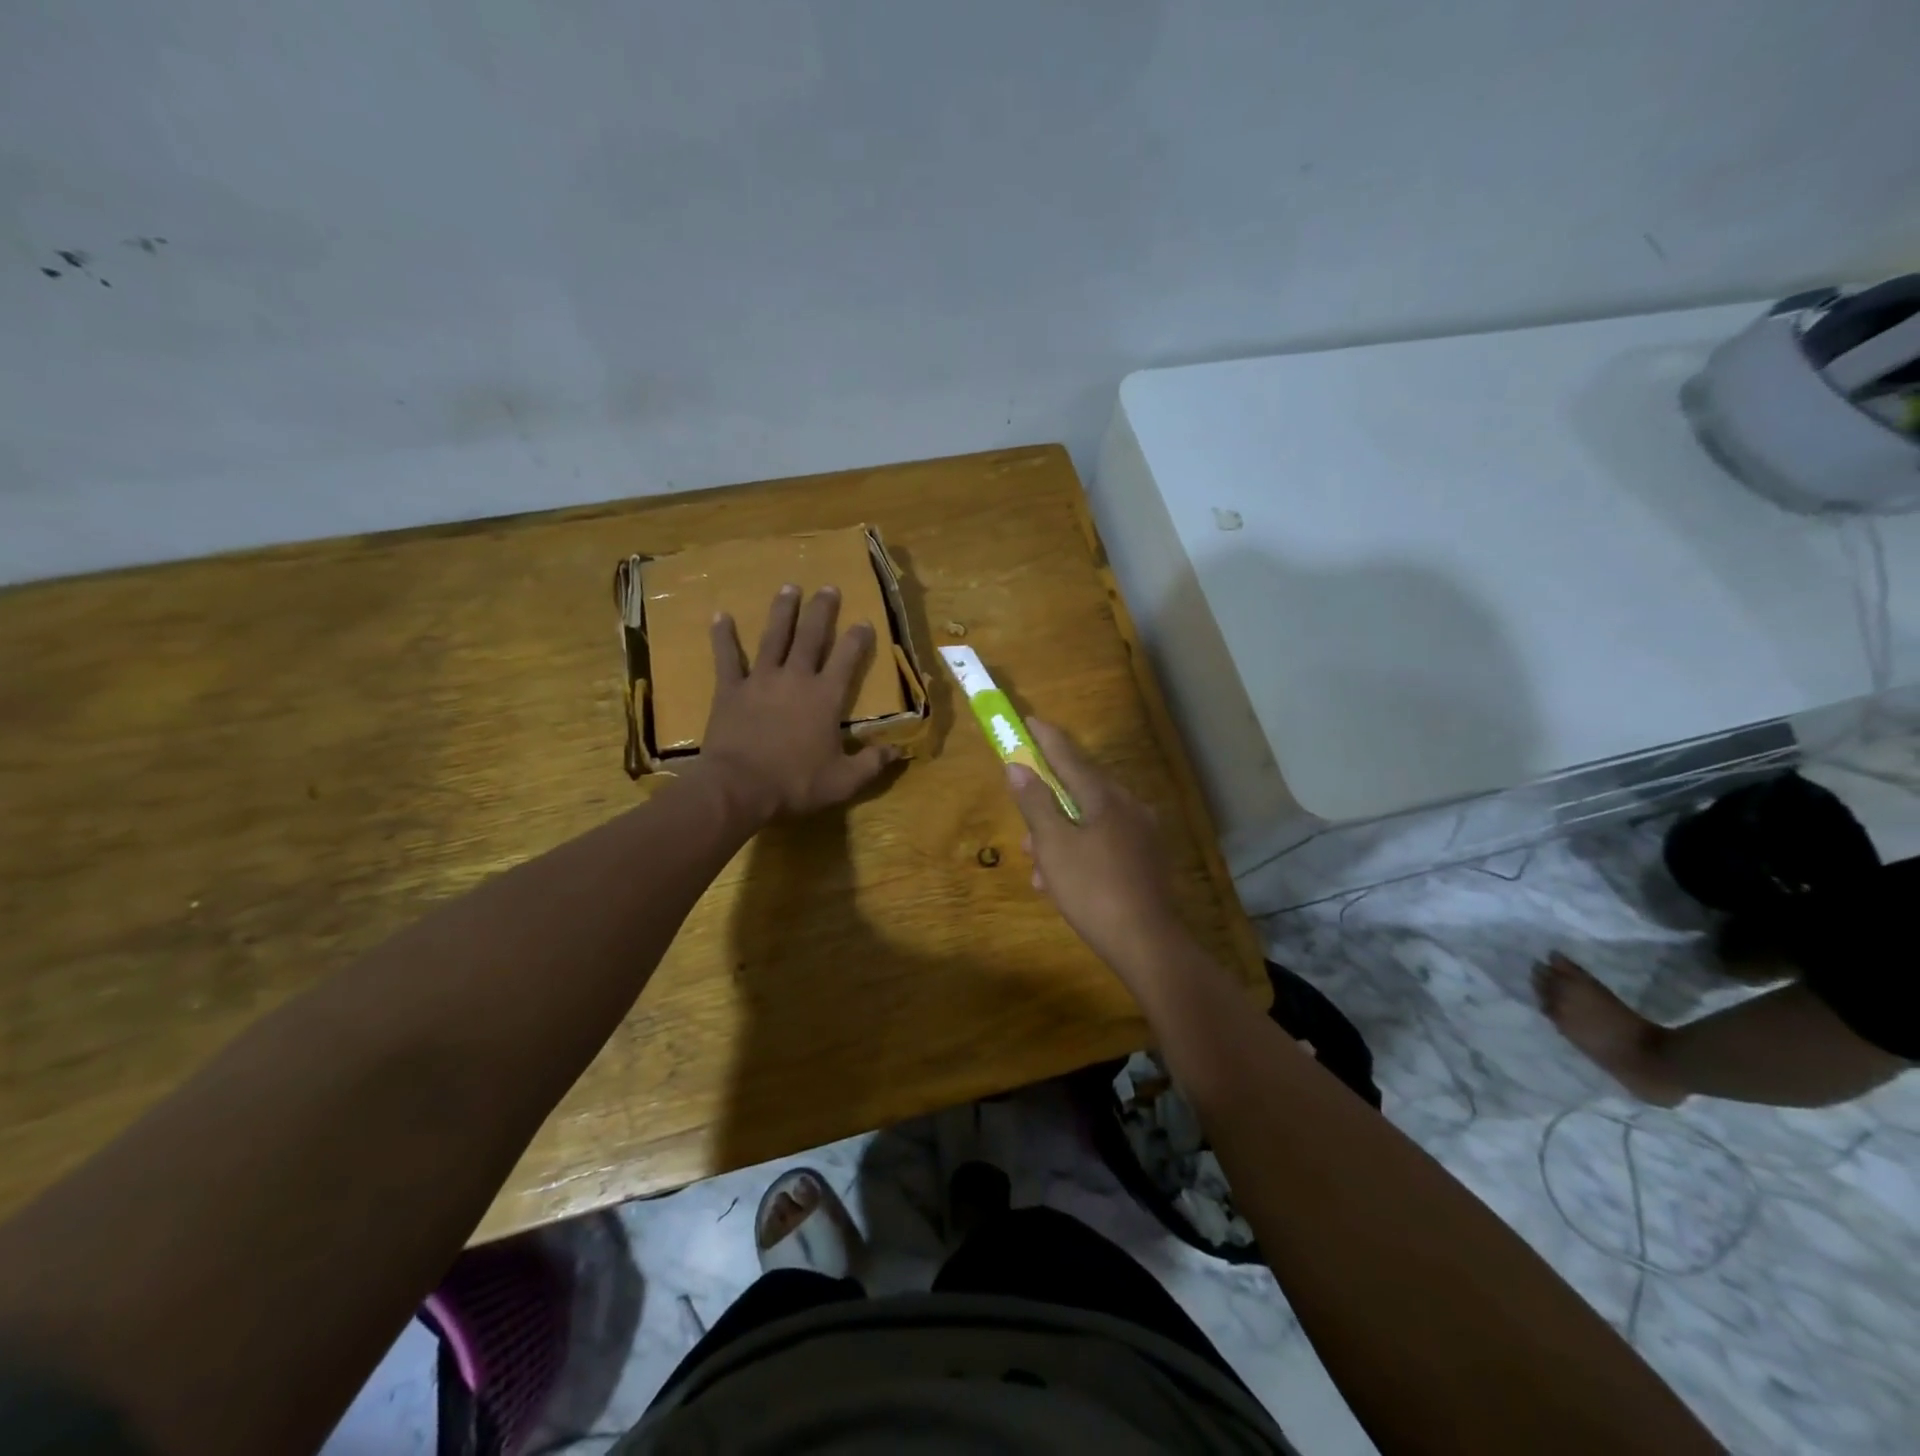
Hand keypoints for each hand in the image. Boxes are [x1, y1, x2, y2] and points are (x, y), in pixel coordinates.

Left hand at [699, 585, 899, 819]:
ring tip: (789, 587)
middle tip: (828, 588)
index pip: (847, 658)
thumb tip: (898, 750)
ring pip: (774, 637)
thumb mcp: (843, 781)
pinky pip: (727, 657)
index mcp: (826, 697)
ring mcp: (760, 680)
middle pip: (811, 636)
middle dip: (821, 611)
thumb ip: (872, 763)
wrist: (739, 788)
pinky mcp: (730, 690)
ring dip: (782, 611)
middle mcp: (796, 678)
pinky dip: (724, 636)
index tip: (863, 621)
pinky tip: (721, 616)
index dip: (857, 638)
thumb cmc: (795, 784)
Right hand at [1005, 720, 1185, 981]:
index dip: (1046, 739)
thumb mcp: (1054, 846)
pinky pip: (1105, 843)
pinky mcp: (1147, 860)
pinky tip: (1063, 882)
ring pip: (1090, 822)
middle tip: (1026, 829)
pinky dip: (1081, 853)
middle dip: (1048, 805)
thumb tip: (1018, 767)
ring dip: (1061, 837)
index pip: (1069, 758)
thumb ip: (1035, 803)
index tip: (1029, 721)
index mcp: (1106, 798)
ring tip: (1039, 868)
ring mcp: (1142, 834)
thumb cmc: (1092, 889)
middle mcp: (1129, 807)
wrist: (1146, 943)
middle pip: (1080, 791)